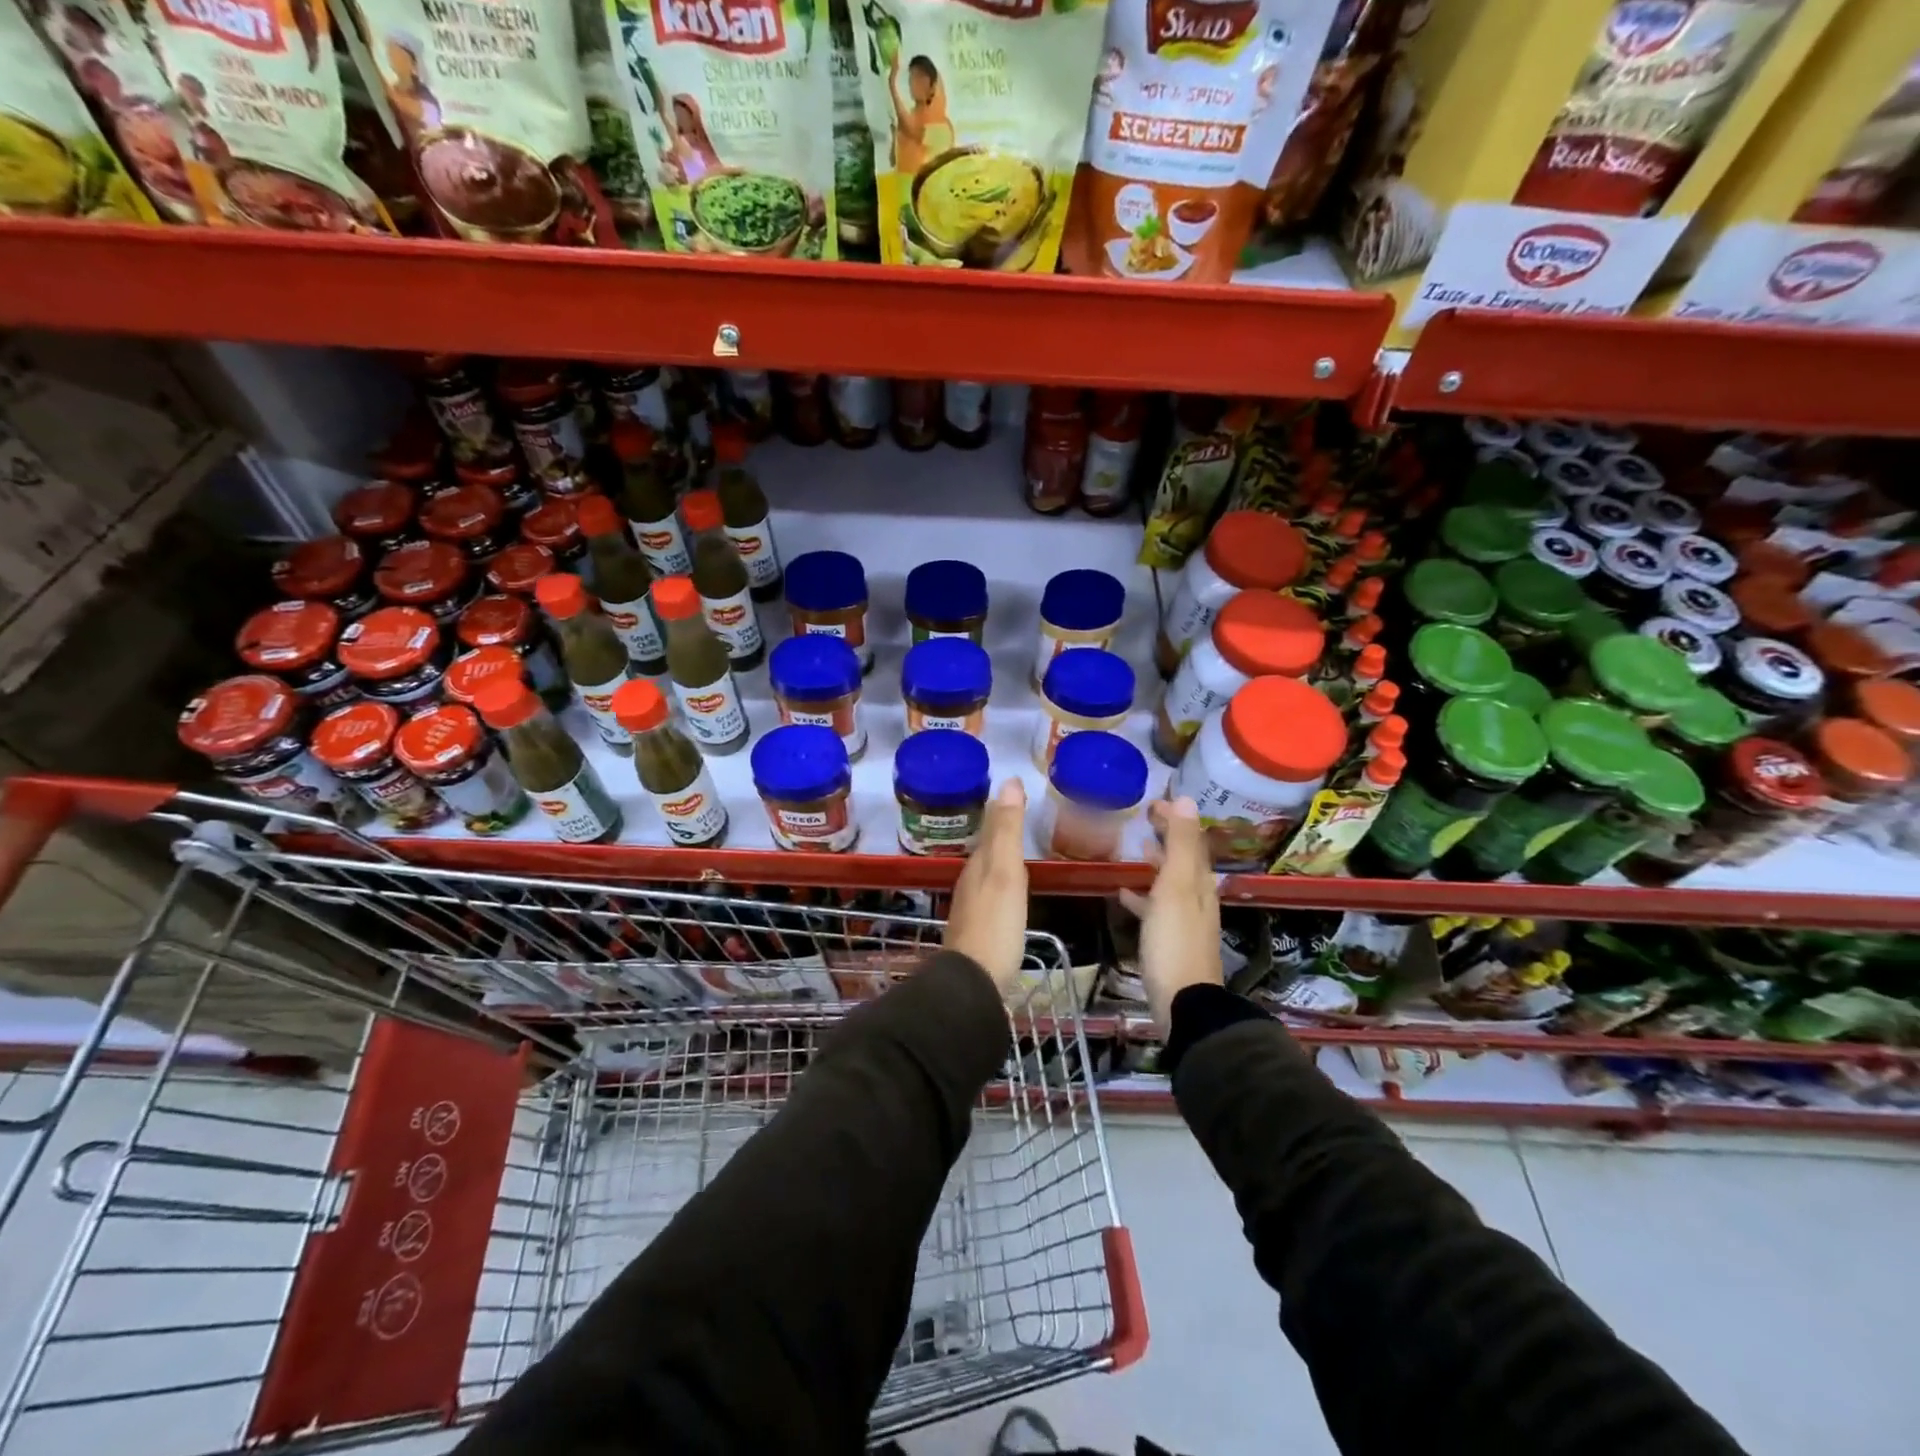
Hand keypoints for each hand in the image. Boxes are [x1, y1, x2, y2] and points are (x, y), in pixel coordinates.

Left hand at [943, 780, 1029, 993]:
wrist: (973, 982)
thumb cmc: (995, 924)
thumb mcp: (1005, 872)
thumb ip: (1007, 830)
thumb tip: (1009, 782)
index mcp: (977, 866)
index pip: (991, 831)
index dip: (1003, 813)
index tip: (1018, 795)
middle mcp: (970, 883)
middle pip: (987, 852)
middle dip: (1001, 835)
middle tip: (1021, 819)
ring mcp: (972, 910)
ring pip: (987, 875)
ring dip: (1000, 862)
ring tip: (1018, 855)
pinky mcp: (978, 933)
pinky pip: (991, 898)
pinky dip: (1001, 888)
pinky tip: (1010, 898)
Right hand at [1118, 798, 1223, 1035]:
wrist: (1183, 1002)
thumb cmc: (1174, 940)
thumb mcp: (1175, 886)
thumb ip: (1179, 844)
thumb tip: (1187, 799)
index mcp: (1199, 882)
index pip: (1191, 841)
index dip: (1175, 819)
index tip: (1153, 802)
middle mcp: (1197, 898)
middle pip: (1183, 860)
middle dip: (1167, 838)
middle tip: (1143, 820)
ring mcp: (1185, 920)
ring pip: (1170, 882)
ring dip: (1155, 864)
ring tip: (1134, 852)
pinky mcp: (1171, 940)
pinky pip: (1157, 907)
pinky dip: (1143, 895)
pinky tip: (1124, 894)